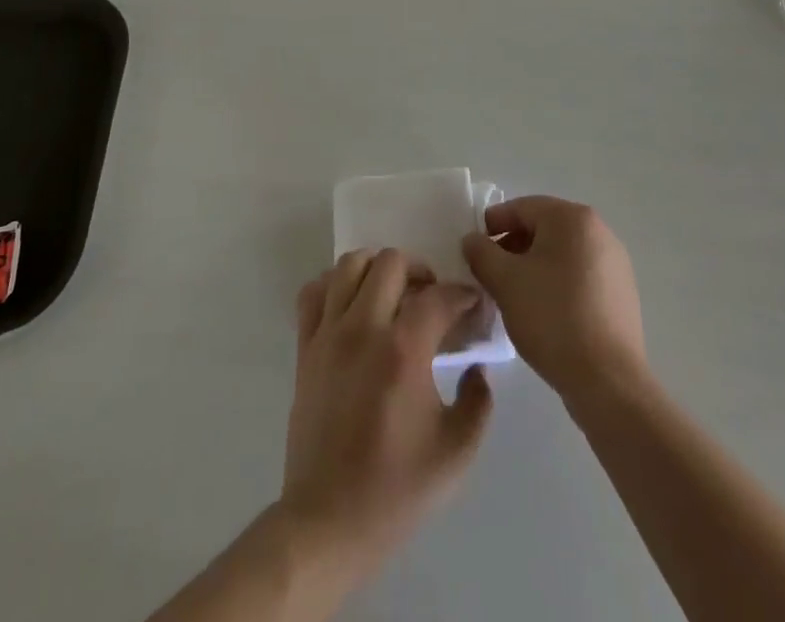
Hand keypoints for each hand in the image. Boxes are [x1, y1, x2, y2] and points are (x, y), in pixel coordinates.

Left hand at [280, 249, 492, 581]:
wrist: (328, 522)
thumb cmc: (395, 490)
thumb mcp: (456, 454)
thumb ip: (478, 402)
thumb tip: (476, 367)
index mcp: (403, 351)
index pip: (438, 296)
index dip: (462, 295)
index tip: (473, 305)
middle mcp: (364, 328)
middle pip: (391, 262)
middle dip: (419, 270)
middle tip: (431, 297)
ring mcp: (329, 334)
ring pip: (350, 264)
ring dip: (377, 269)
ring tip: (392, 294)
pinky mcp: (305, 347)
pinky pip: (314, 291)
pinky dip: (334, 285)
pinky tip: (352, 306)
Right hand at [461, 197, 647, 404]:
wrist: (608, 381)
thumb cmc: (552, 318)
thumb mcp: (505, 281)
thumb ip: (481, 252)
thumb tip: (472, 239)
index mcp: (572, 218)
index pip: (522, 208)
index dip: (492, 225)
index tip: (473, 249)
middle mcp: (599, 231)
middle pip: (543, 228)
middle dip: (512, 247)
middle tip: (490, 274)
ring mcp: (614, 263)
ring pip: (561, 254)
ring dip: (533, 267)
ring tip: (513, 295)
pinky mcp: (621, 293)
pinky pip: (579, 276)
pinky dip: (556, 284)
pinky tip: (542, 312)